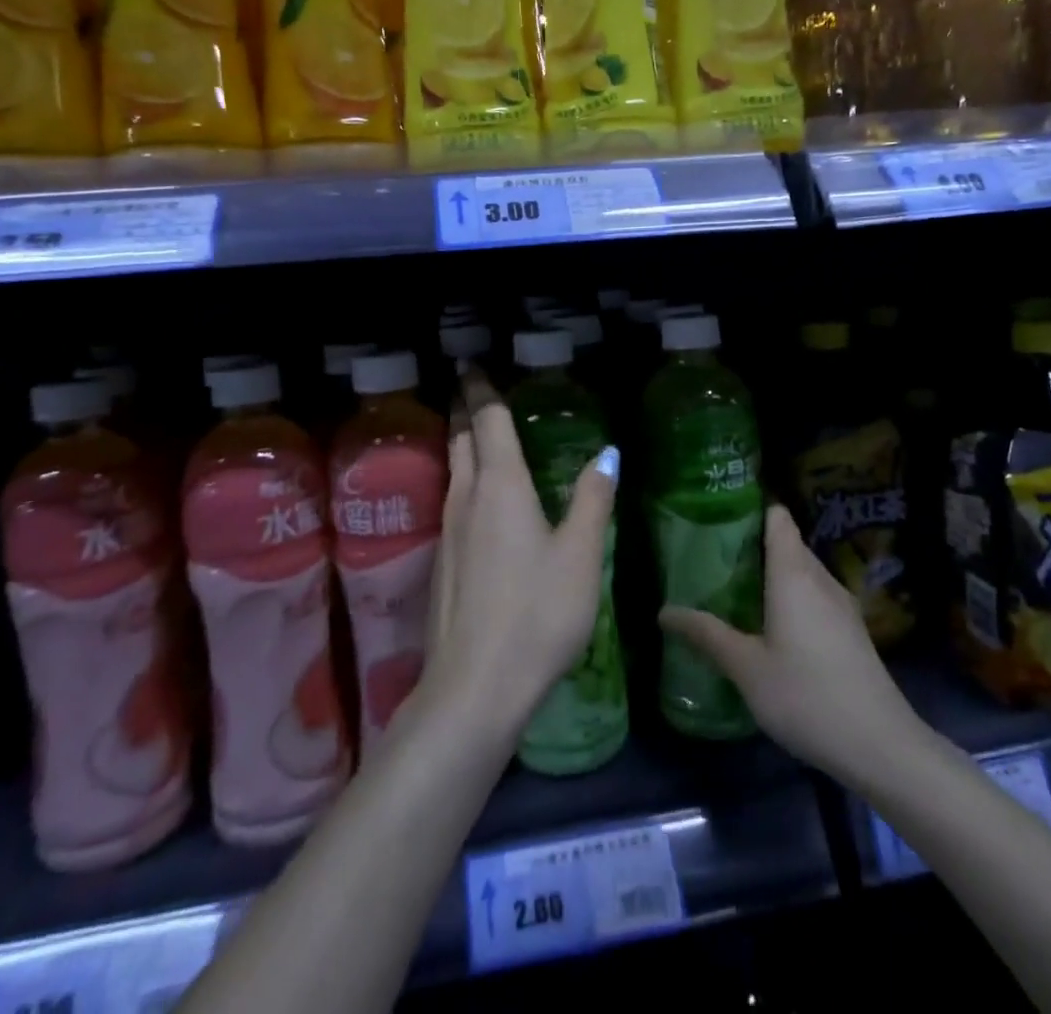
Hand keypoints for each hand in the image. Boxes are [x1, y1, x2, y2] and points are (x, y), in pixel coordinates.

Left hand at [418, 368, 617, 741]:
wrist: (474, 687)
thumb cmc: (537, 614)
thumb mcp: (580, 556)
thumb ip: (592, 499)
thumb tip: (607, 453)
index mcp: (500, 486)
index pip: (487, 420)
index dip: (482, 387)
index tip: (472, 362)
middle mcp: (467, 497)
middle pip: (461, 437)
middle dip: (466, 407)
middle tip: (473, 387)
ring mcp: (448, 530)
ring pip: (453, 468)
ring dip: (462, 441)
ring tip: (478, 431)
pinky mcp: (443, 560)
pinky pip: (452, 498)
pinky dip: (464, 477)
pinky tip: (481, 497)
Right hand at [657, 506, 919, 786]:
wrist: (882, 746)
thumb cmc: (806, 696)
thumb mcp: (746, 668)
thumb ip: (706, 635)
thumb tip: (663, 611)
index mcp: (793, 573)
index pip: (777, 516)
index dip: (750, 507)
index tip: (717, 513)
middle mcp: (820, 577)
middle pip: (786, 541)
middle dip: (751, 542)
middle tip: (711, 555)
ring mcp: (841, 603)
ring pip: (801, 570)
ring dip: (771, 572)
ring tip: (733, 586)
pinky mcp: (851, 629)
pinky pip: (814, 593)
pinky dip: (790, 594)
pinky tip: (769, 623)